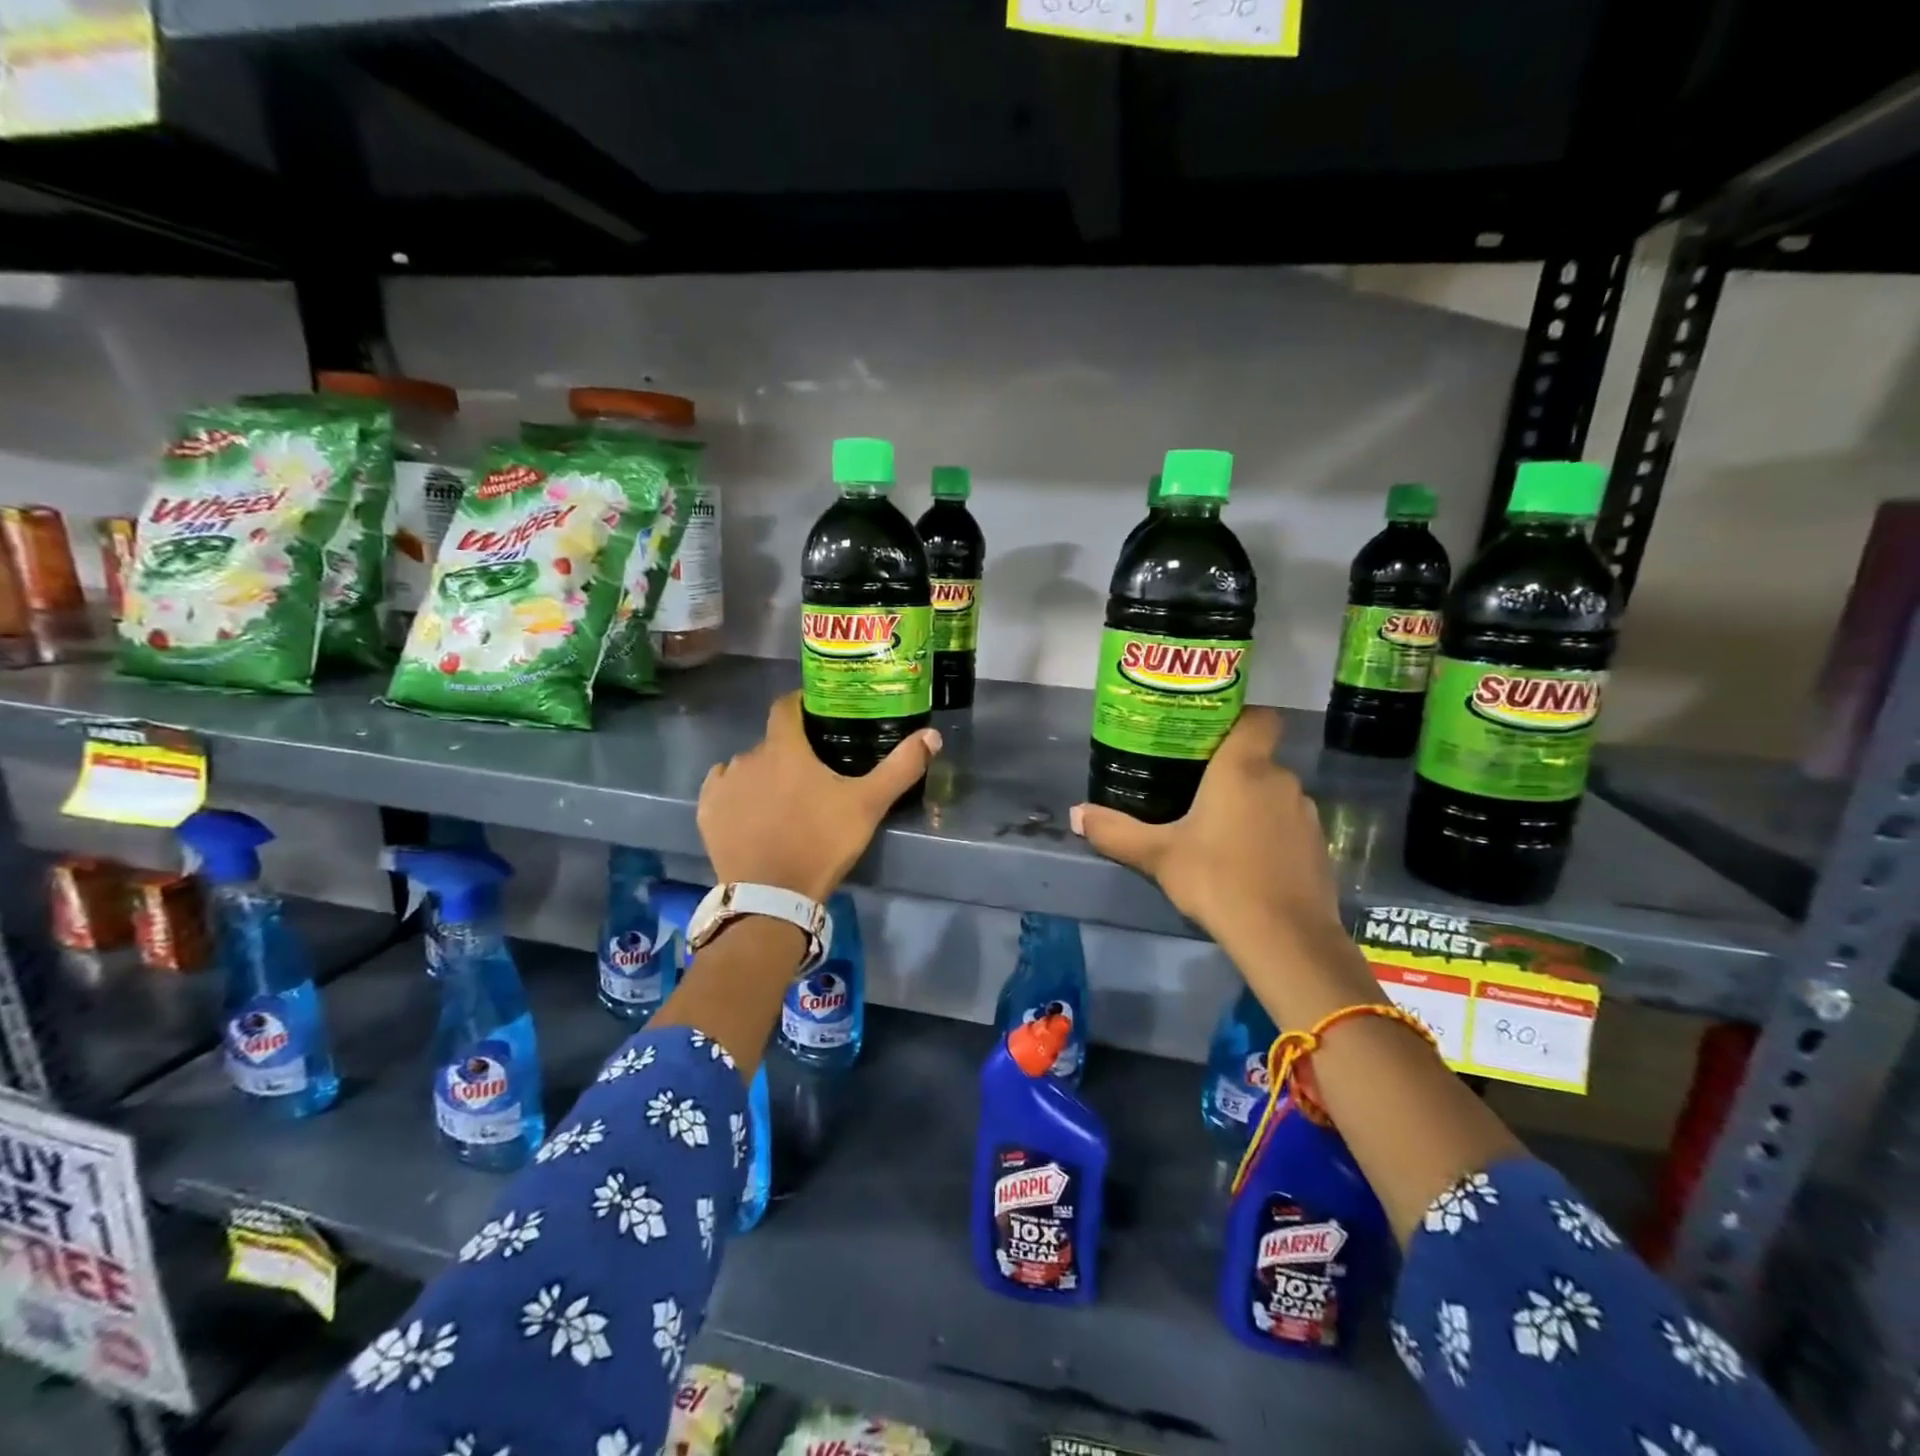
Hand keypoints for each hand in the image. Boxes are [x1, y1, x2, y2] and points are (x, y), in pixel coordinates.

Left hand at [698, 692, 940, 901]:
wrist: (771, 896)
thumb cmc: (821, 842)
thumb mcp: (869, 805)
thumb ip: (901, 767)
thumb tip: (932, 735)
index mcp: (784, 748)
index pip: (786, 706)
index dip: (802, 705)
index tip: (818, 714)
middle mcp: (748, 757)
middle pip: (772, 743)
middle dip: (790, 752)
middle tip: (813, 774)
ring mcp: (724, 784)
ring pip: (747, 767)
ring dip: (764, 775)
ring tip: (784, 800)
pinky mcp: (708, 812)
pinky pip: (723, 789)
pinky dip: (738, 794)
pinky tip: (753, 814)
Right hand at [1070, 708, 1341, 947]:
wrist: (1285, 937)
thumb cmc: (1217, 879)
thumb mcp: (1157, 855)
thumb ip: (1115, 831)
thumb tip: (1076, 814)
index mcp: (1243, 767)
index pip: (1258, 717)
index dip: (1239, 718)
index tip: (1210, 736)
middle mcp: (1280, 780)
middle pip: (1258, 759)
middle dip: (1231, 771)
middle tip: (1194, 790)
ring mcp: (1305, 813)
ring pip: (1273, 794)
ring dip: (1251, 804)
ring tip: (1218, 829)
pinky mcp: (1319, 846)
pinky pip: (1288, 825)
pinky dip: (1269, 834)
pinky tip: (1246, 861)